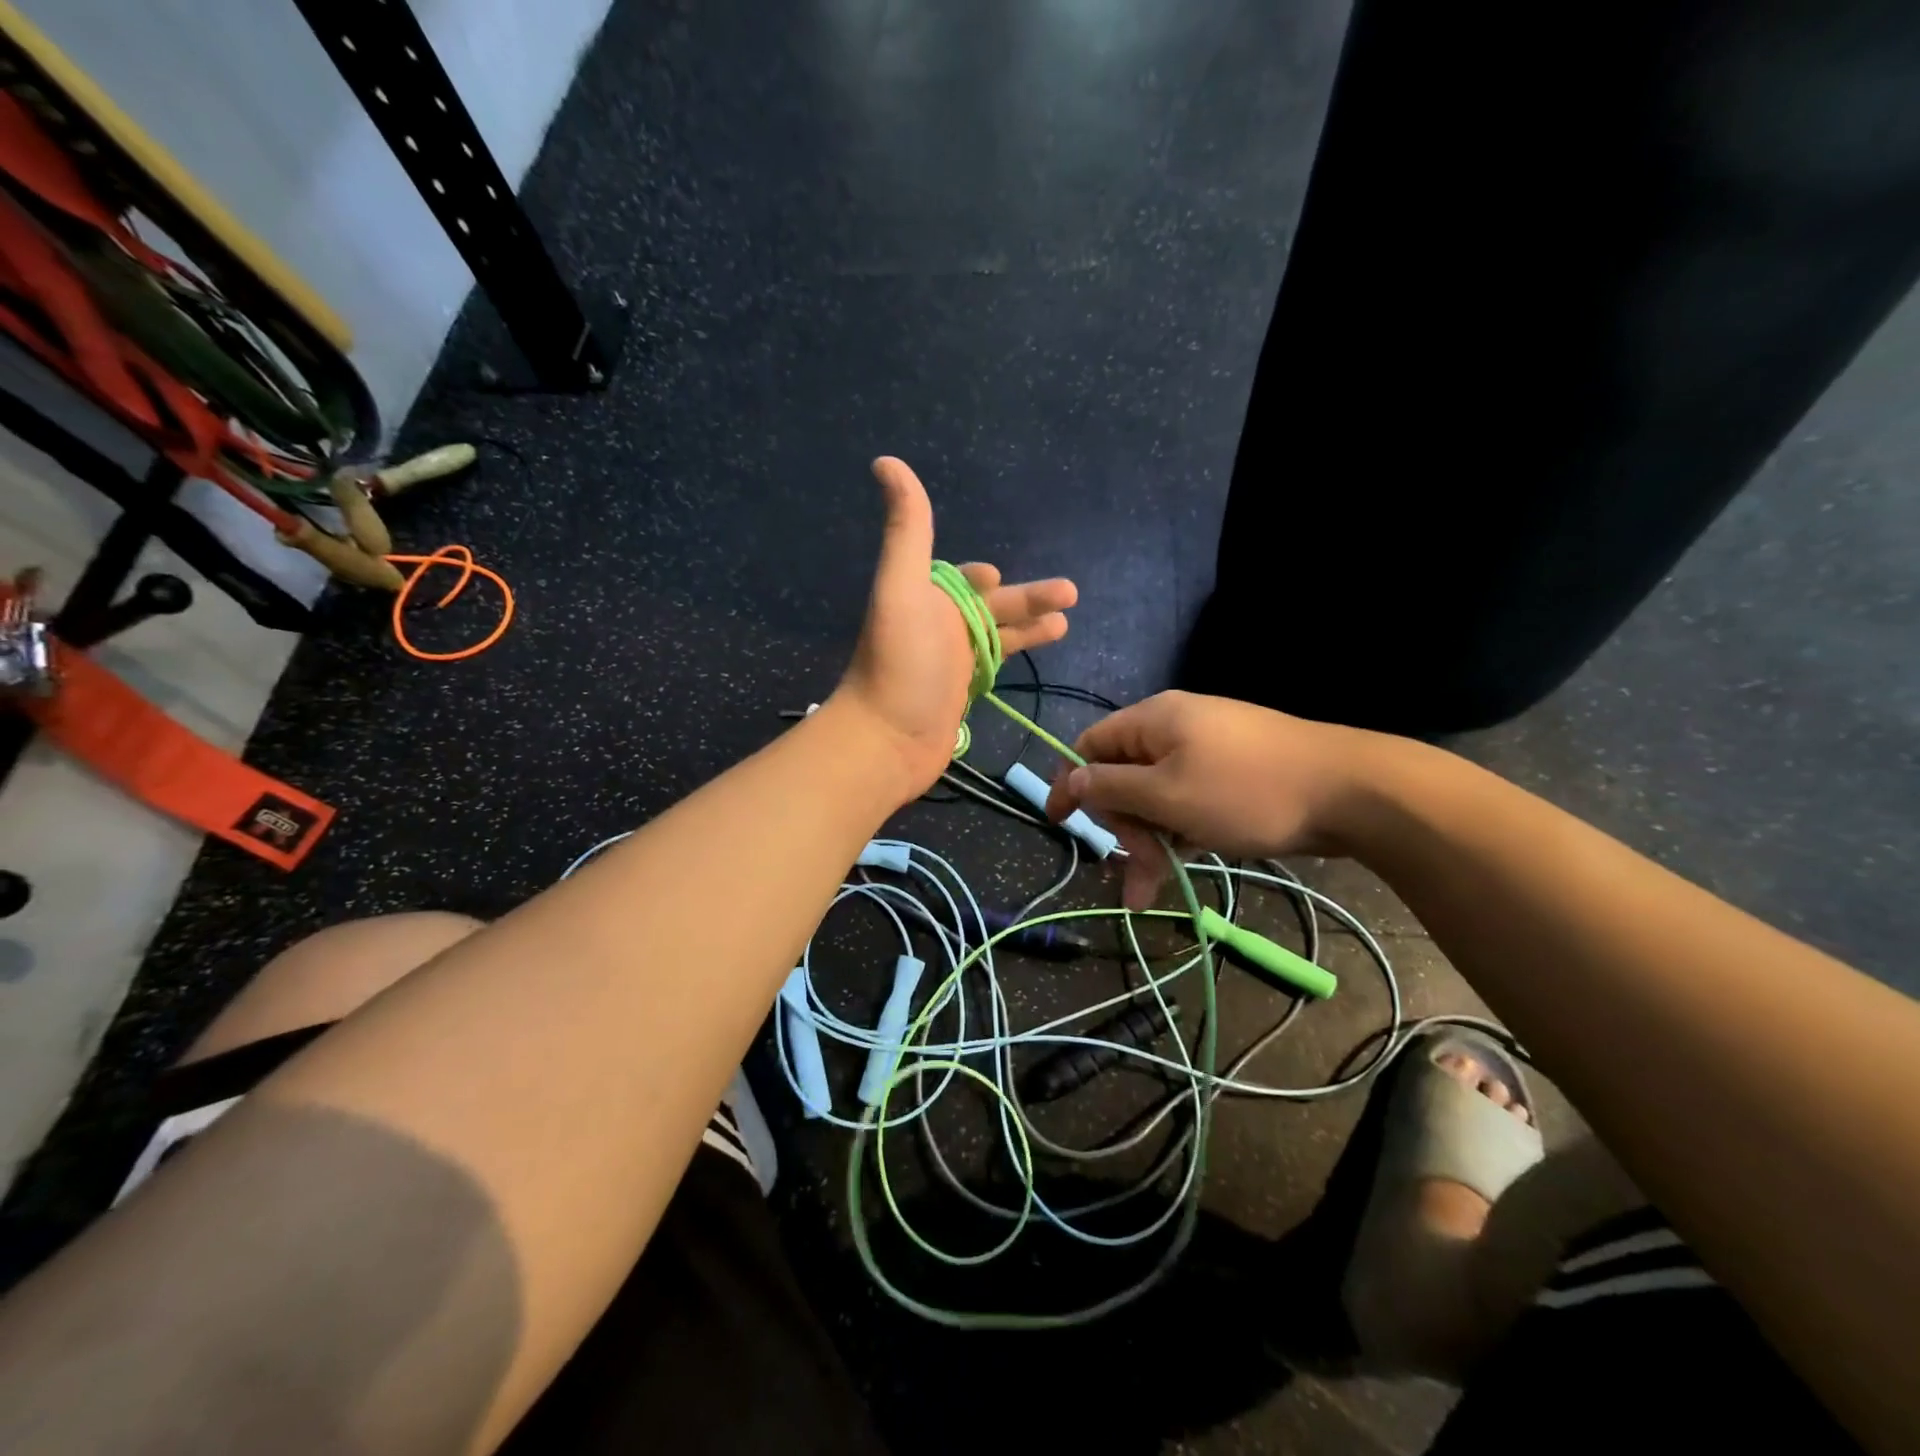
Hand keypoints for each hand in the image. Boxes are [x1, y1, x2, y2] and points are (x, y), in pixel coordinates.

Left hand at [833, 457, 1077, 797]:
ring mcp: (949, 665)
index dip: (979, 577)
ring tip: (1066, 623)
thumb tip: (886, 461)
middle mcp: (937, 628)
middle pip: (990, 608)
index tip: (996, 575)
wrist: (886, 739)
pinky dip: (1014, 660)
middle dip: (1027, 599)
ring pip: (997, 638)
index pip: (959, 580)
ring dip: (1029, 628)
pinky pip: (992, 669)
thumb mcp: (903, 588)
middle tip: (1070, 593)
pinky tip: (1036, 660)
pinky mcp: (960, 697)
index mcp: (926, 599)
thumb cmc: (899, 663)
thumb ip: (907, 530)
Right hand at [1044, 691, 1383, 907]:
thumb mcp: (1167, 794)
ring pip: (1157, 797)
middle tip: (1135, 870)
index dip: (1070, 783)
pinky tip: (1181, 866)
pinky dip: (1179, 834)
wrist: (1351, 792)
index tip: (1059, 823)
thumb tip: (1070, 778)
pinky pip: (1188, 802)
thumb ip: (1111, 787)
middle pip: (1124, 776)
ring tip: (1153, 891)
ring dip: (1150, 841)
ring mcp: (1207, 753)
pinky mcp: (1232, 776)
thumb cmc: (1245, 791)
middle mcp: (1175, 730)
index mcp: (1153, 721)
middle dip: (1122, 826)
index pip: (1090, 745)